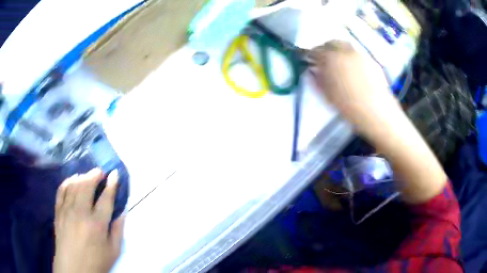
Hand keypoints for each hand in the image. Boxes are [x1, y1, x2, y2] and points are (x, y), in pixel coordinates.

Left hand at [53, 168, 124, 272]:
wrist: (73, 267)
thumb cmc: (96, 261)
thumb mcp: (113, 251)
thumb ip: (118, 230)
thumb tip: (122, 212)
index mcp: (97, 224)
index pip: (105, 198)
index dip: (111, 184)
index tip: (114, 174)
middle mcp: (81, 212)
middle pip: (87, 185)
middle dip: (94, 174)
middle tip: (100, 172)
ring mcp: (67, 209)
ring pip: (74, 184)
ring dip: (82, 176)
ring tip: (87, 175)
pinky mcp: (58, 210)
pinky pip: (61, 190)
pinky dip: (67, 181)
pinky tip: (72, 180)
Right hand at [309, 40, 446, 203]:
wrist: (382, 119)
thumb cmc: (353, 111)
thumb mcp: (330, 98)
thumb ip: (319, 82)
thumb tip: (312, 71)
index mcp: (335, 61)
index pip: (319, 50)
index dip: (313, 54)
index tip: (310, 61)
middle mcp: (350, 54)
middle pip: (334, 43)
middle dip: (327, 49)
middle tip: (324, 60)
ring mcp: (364, 58)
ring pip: (348, 48)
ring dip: (340, 53)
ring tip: (339, 66)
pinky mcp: (374, 65)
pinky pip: (359, 56)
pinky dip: (352, 59)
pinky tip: (354, 72)